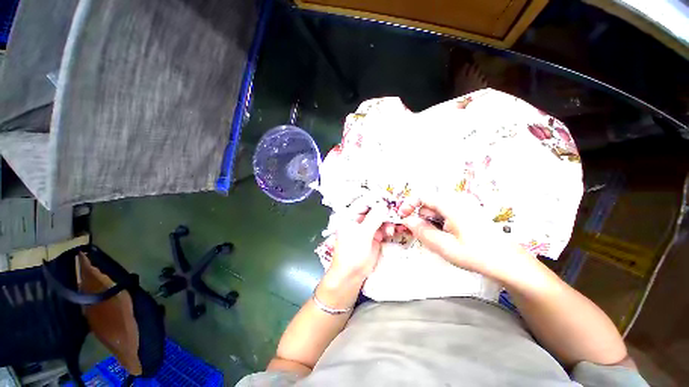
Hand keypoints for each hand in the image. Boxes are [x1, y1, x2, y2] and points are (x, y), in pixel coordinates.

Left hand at [328, 204, 387, 282]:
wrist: (351, 275)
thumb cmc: (352, 253)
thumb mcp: (362, 234)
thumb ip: (373, 219)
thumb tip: (383, 205)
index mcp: (350, 216)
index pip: (363, 202)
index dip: (376, 200)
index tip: (389, 198)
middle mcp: (358, 220)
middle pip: (373, 210)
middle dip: (384, 212)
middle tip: (395, 213)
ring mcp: (366, 228)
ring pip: (380, 219)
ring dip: (387, 221)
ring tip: (391, 229)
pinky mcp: (374, 236)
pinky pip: (383, 228)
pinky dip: (389, 229)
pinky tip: (392, 232)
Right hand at [398, 192, 521, 279]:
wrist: (510, 264)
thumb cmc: (477, 254)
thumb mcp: (444, 246)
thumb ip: (422, 231)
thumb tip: (406, 220)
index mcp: (452, 205)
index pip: (423, 196)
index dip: (409, 205)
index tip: (402, 217)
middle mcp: (457, 202)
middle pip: (429, 205)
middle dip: (422, 219)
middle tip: (423, 236)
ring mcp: (463, 208)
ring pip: (437, 212)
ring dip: (431, 224)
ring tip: (439, 241)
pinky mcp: (467, 215)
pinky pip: (446, 216)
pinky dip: (440, 226)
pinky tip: (448, 239)